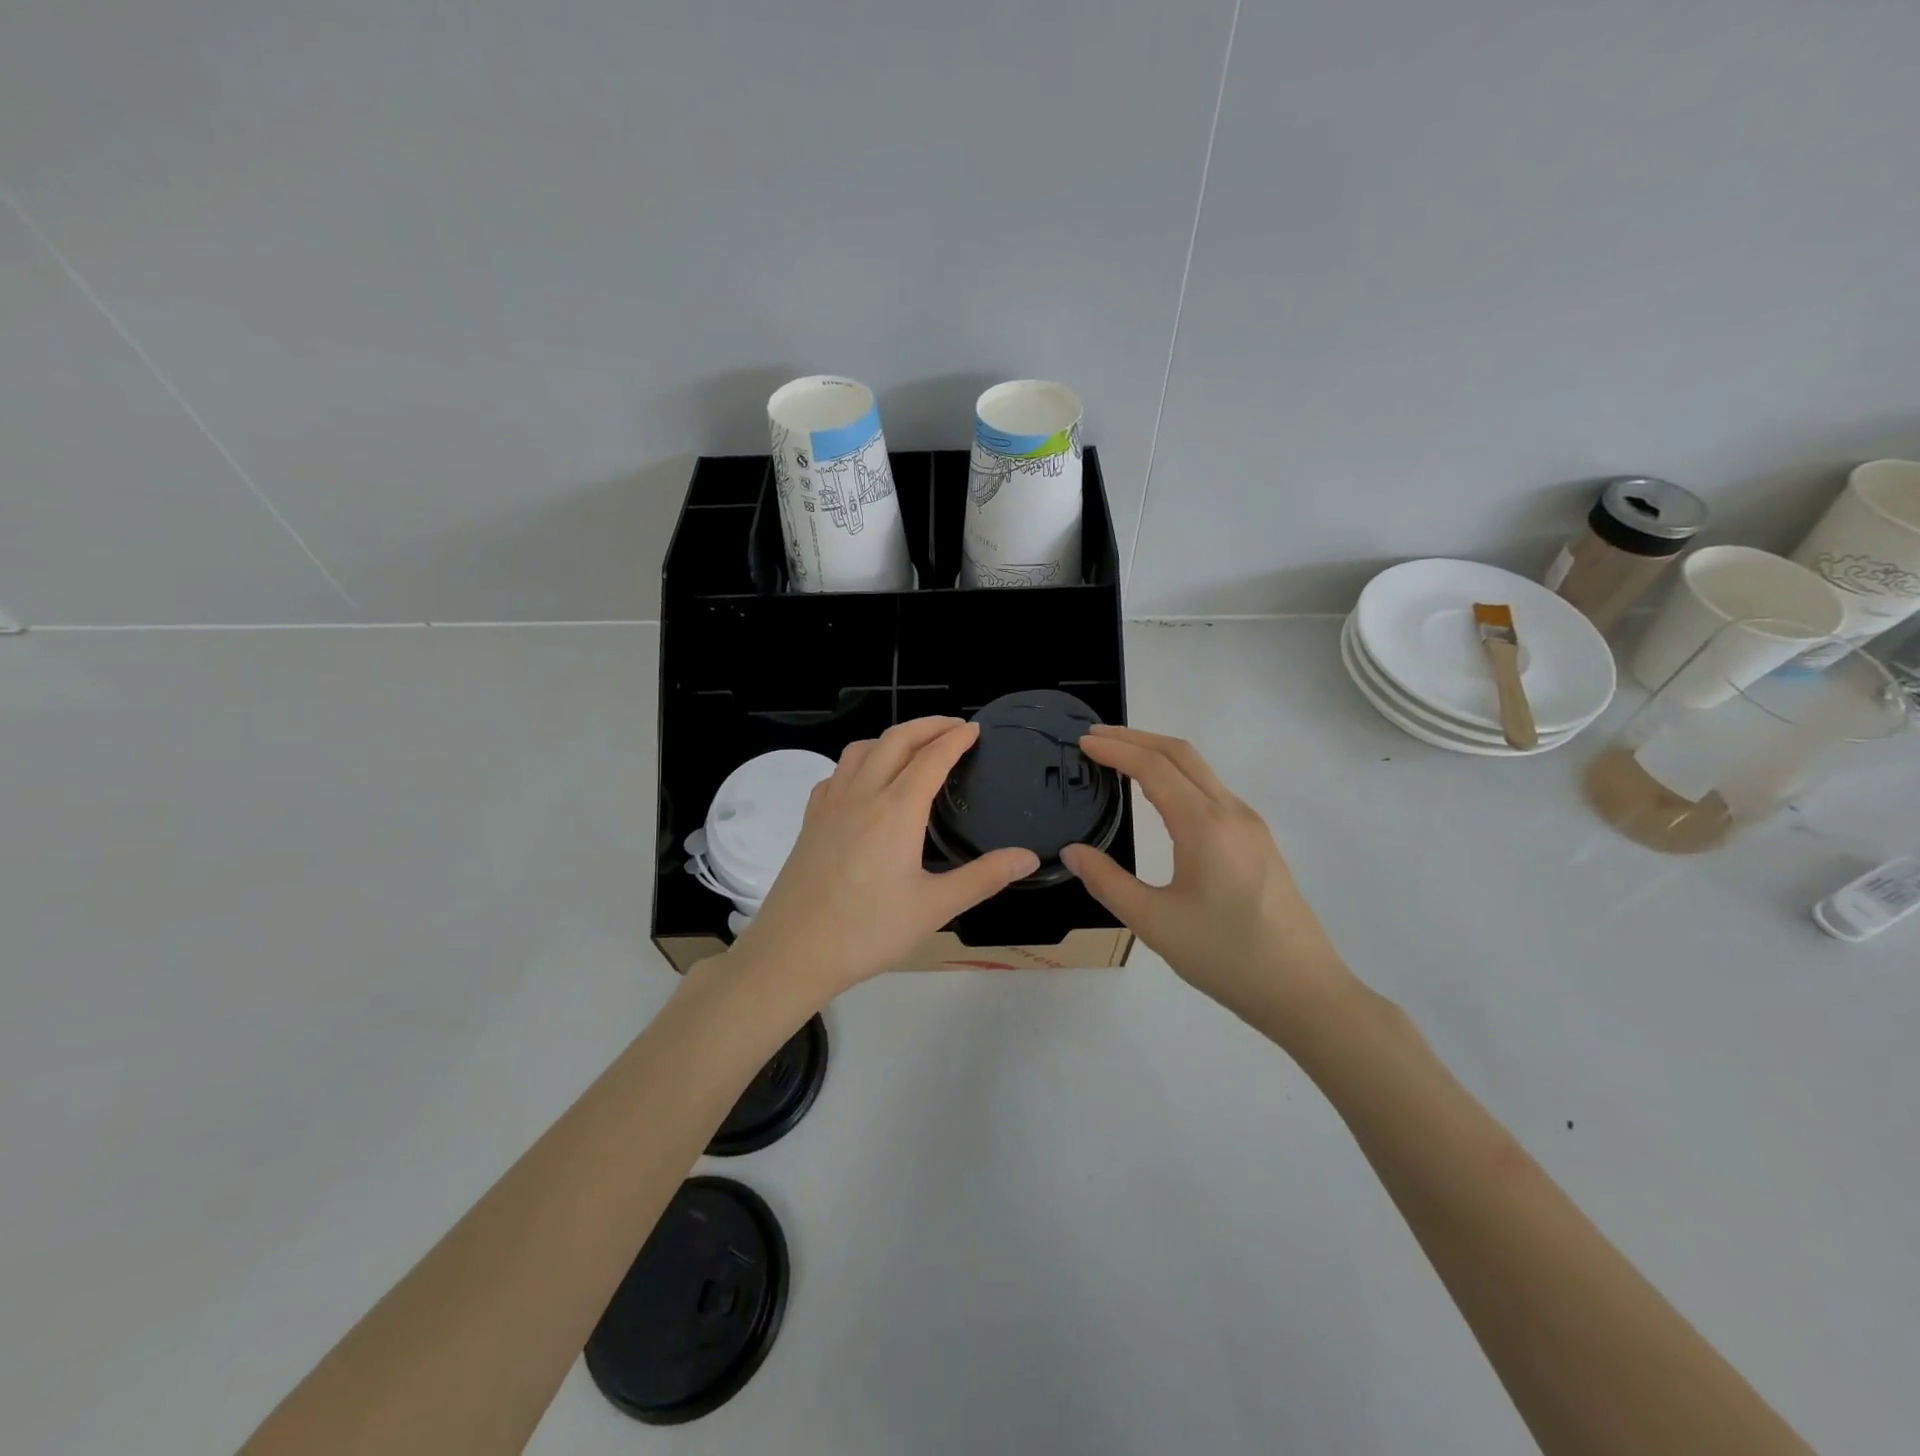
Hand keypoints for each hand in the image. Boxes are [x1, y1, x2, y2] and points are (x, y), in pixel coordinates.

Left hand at [727, 717, 1039, 1002]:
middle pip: (896, 740)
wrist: (793, 952)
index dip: (956, 738)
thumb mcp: (935, 907)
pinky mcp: (810, 821)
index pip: (932, 758)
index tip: (975, 729)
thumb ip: (984, 878)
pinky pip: (836, 774)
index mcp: (897, 809)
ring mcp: (830, 805)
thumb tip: (1029, 857)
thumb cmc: (868, 931)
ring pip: (861, 750)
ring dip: (892, 738)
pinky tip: (864, 783)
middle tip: (954, 726)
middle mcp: (863, 794)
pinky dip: (858, 763)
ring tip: (913, 747)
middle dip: (927, 725)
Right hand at [1060, 725, 1356, 1035]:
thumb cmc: (1226, 957)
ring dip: (1159, 754)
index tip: (1082, 743)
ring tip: (1121, 759)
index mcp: (1205, 825)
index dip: (1115, 750)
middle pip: (1181, 754)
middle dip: (1136, 738)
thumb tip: (1071, 852)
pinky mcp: (1259, 841)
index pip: (1153, 768)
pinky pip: (1213, 790)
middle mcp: (1231, 812)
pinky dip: (1179, 776)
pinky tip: (1162, 795)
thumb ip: (1107, 882)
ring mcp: (1251, 825)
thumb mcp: (1154, 923)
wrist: (1304, 991)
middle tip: (1095, 737)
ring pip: (1201, 770)